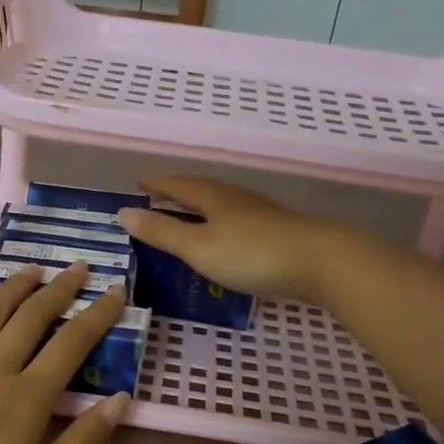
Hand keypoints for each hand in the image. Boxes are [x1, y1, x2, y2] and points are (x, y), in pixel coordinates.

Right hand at [117, 175, 341, 303]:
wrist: (319, 261)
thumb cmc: (251, 254)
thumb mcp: (198, 247)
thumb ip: (162, 232)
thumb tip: (124, 213)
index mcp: (213, 197)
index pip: (178, 184)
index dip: (157, 184)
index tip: (139, 182)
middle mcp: (235, 198)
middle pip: (201, 189)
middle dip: (178, 192)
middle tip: (158, 196)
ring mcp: (259, 214)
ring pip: (221, 203)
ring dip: (200, 207)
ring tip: (186, 214)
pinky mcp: (277, 231)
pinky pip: (237, 220)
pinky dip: (220, 223)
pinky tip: (224, 236)